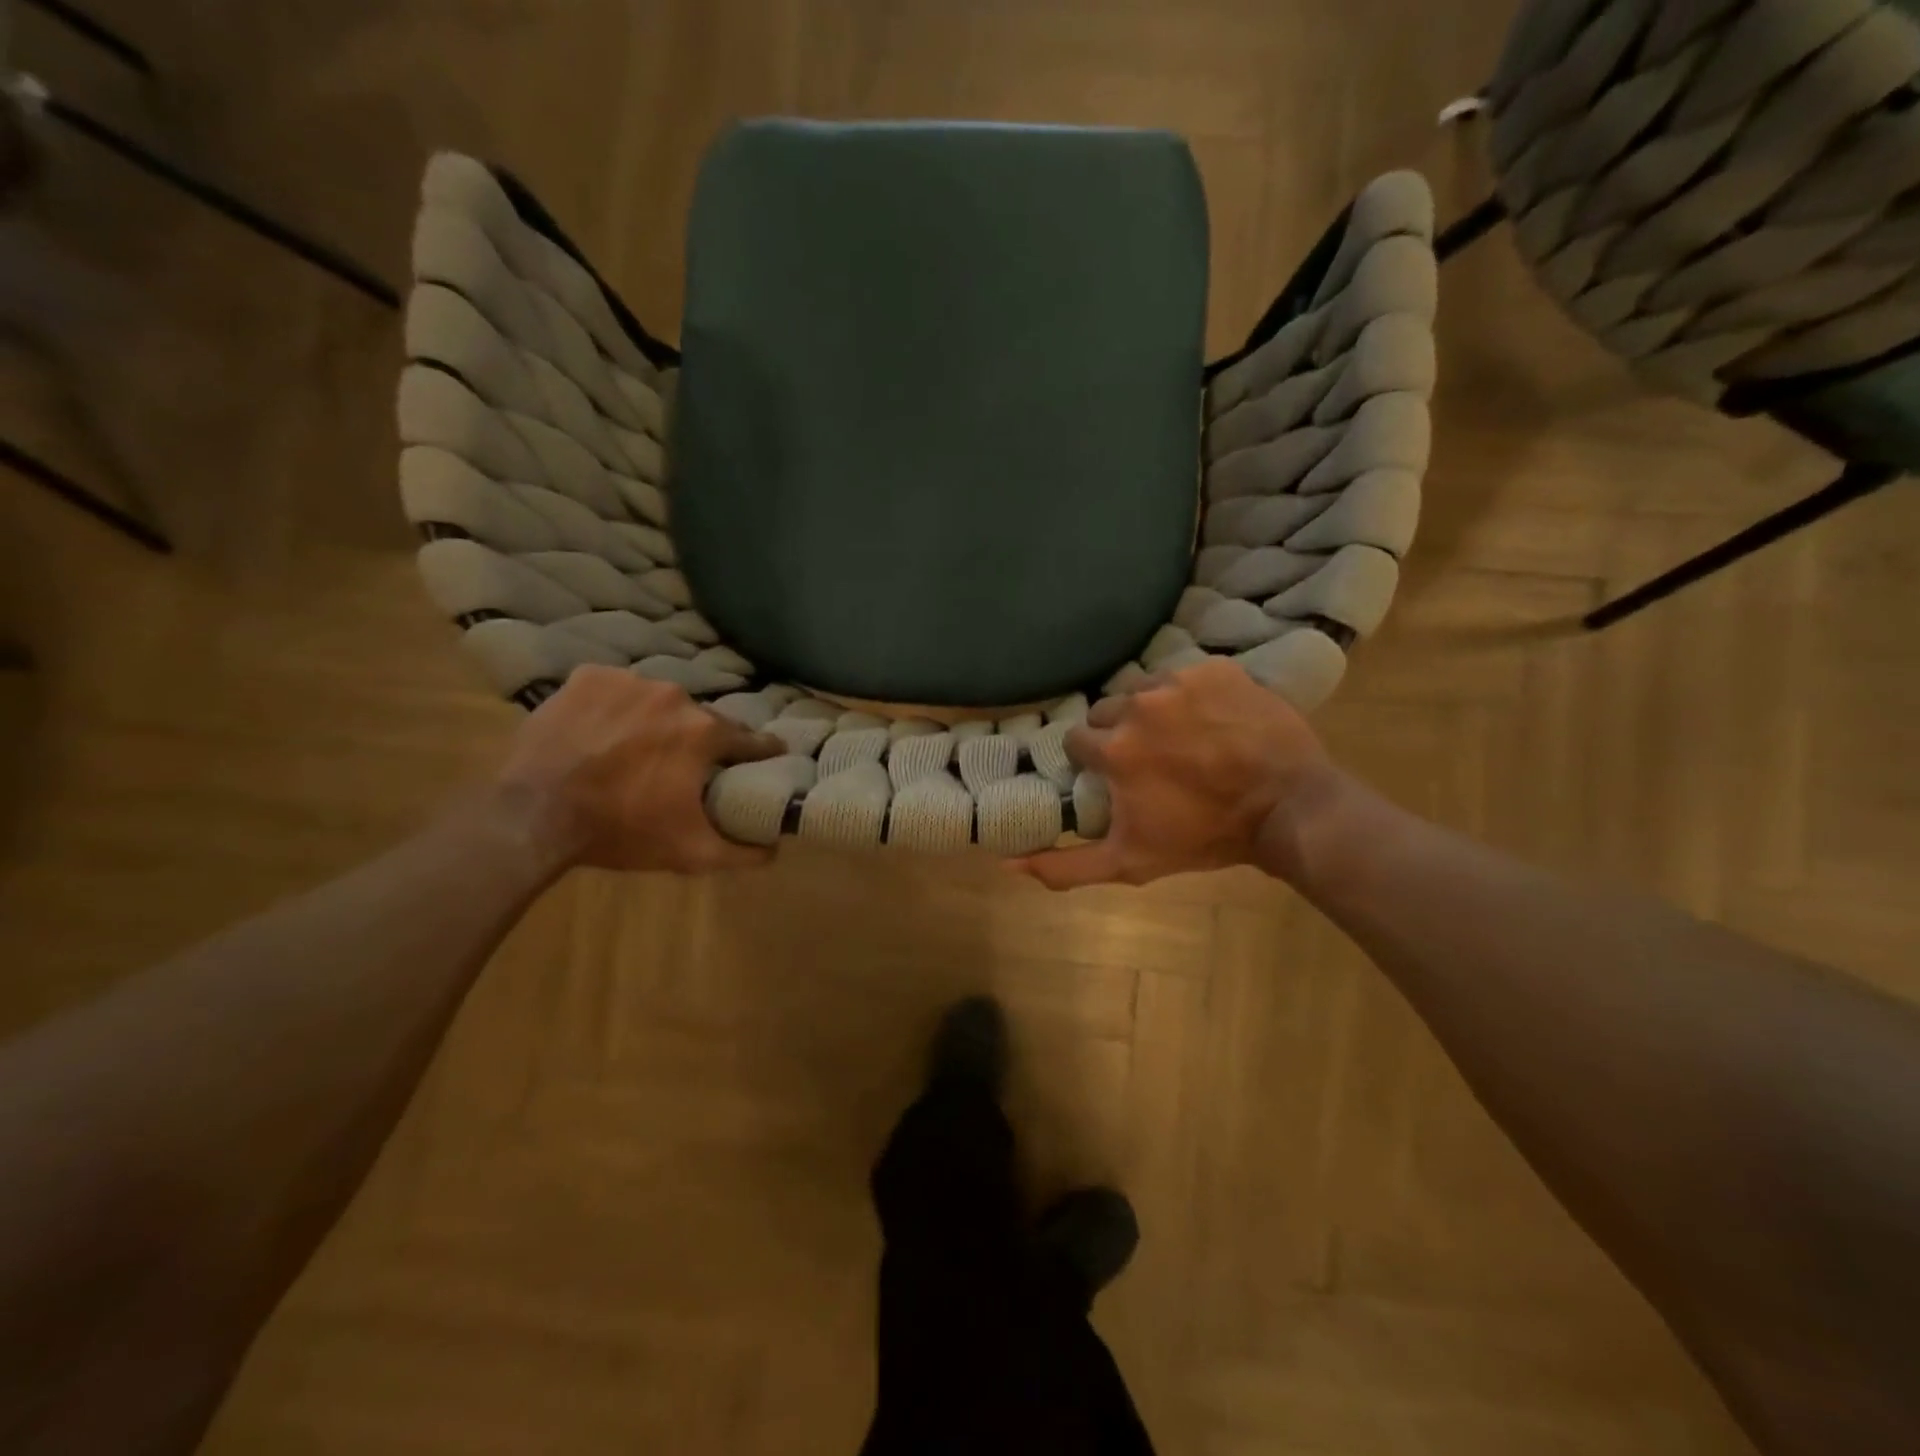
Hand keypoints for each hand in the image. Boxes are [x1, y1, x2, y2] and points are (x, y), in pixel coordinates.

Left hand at [493, 666, 781, 873]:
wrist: (533, 815)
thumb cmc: (620, 831)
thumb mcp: (690, 852)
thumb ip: (742, 853)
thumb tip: (775, 850)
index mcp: (704, 731)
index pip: (749, 738)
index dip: (760, 751)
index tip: (767, 757)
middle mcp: (674, 695)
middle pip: (700, 718)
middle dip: (698, 739)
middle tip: (684, 764)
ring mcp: (628, 681)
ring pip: (657, 701)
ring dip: (656, 721)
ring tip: (637, 749)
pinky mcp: (587, 678)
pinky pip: (615, 689)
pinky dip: (615, 706)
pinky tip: (602, 731)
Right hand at [1016, 658, 1333, 888]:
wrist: (1287, 809)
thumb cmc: (1204, 838)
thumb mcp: (1129, 862)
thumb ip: (1066, 866)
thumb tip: (1006, 864)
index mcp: (1113, 748)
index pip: (1078, 739)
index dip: (1094, 759)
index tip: (1116, 774)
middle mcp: (1137, 705)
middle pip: (1108, 710)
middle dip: (1121, 733)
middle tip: (1151, 758)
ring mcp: (1179, 681)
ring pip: (1144, 688)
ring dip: (1154, 710)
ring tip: (1182, 736)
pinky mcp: (1215, 668)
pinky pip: (1185, 674)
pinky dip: (1191, 694)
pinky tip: (1211, 719)